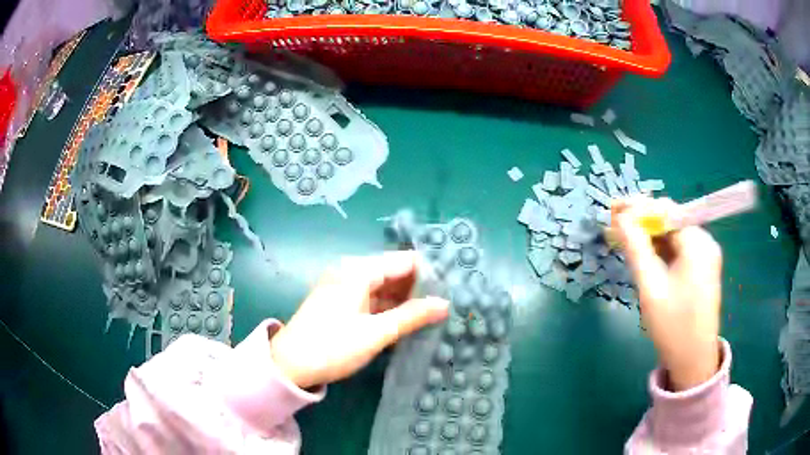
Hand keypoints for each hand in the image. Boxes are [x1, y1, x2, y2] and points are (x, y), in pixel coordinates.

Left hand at [270, 251, 449, 388]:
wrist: (289, 365)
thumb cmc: (332, 347)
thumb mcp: (376, 333)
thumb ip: (412, 316)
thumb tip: (445, 303)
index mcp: (359, 270)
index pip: (404, 261)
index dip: (430, 273)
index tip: (454, 287)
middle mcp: (351, 271)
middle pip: (394, 272)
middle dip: (419, 287)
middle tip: (447, 303)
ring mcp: (344, 286)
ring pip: (383, 286)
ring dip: (405, 299)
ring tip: (434, 312)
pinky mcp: (340, 301)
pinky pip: (371, 297)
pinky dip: (389, 307)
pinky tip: (406, 319)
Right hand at [613, 197, 722, 390]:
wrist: (693, 361)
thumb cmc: (673, 326)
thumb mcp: (651, 287)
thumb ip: (636, 248)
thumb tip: (620, 218)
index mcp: (697, 243)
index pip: (666, 210)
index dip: (638, 207)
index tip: (613, 210)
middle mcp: (705, 242)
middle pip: (671, 220)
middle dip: (643, 221)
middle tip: (615, 226)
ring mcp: (705, 255)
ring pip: (673, 235)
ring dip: (650, 236)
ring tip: (625, 240)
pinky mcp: (702, 268)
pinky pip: (679, 249)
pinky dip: (661, 249)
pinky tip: (645, 255)